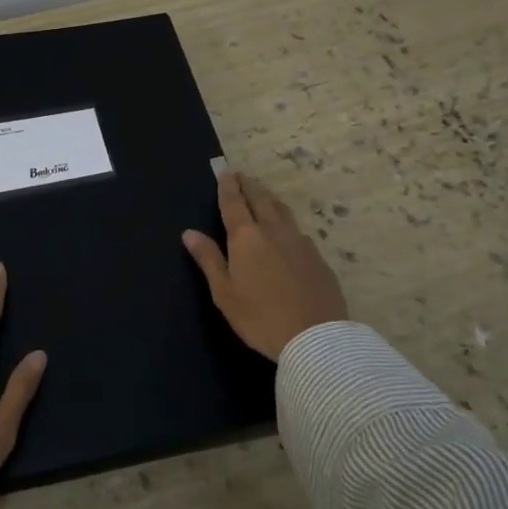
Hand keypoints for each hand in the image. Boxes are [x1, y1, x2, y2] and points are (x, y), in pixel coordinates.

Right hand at [182, 171, 348, 361]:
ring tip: (262, 194)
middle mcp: (274, 231)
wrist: (315, 338)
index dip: (228, 186)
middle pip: (260, 200)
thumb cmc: (260, 317)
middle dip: (249, 186)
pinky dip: (286, 222)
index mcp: (247, 238)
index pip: (234, 203)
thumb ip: (209, 259)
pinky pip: (298, 231)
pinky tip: (287, 232)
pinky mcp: (318, 258)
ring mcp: (300, 243)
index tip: (225, 171)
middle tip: (241, 176)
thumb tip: (189, 232)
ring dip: (269, 198)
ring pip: (283, 211)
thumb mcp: (224, 292)